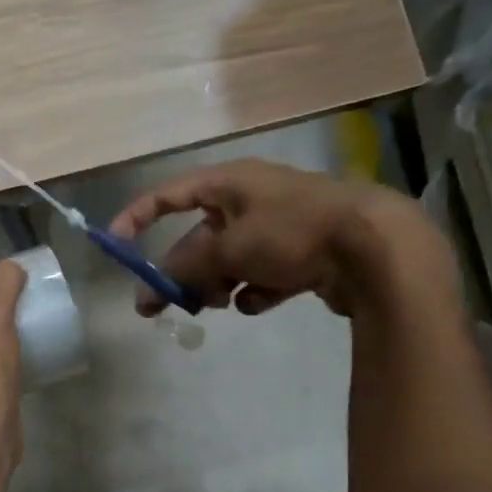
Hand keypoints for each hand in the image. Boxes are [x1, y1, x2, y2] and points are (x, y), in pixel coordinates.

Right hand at [109, 159, 443, 317]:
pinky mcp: (302, 255)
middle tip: (155, 308)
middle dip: (179, 272)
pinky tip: (261, 301)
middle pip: (198, 238)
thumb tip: (151, 288)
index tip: (114, 244)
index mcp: (230, 183)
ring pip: (228, 261)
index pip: (169, 194)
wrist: (377, 248)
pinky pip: (261, 275)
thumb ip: (184, 268)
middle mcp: (251, 200)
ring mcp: (279, 228)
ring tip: (218, 305)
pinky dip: (255, 290)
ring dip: (215, 285)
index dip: (137, 217)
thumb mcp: (227, 249)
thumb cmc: (293, 233)